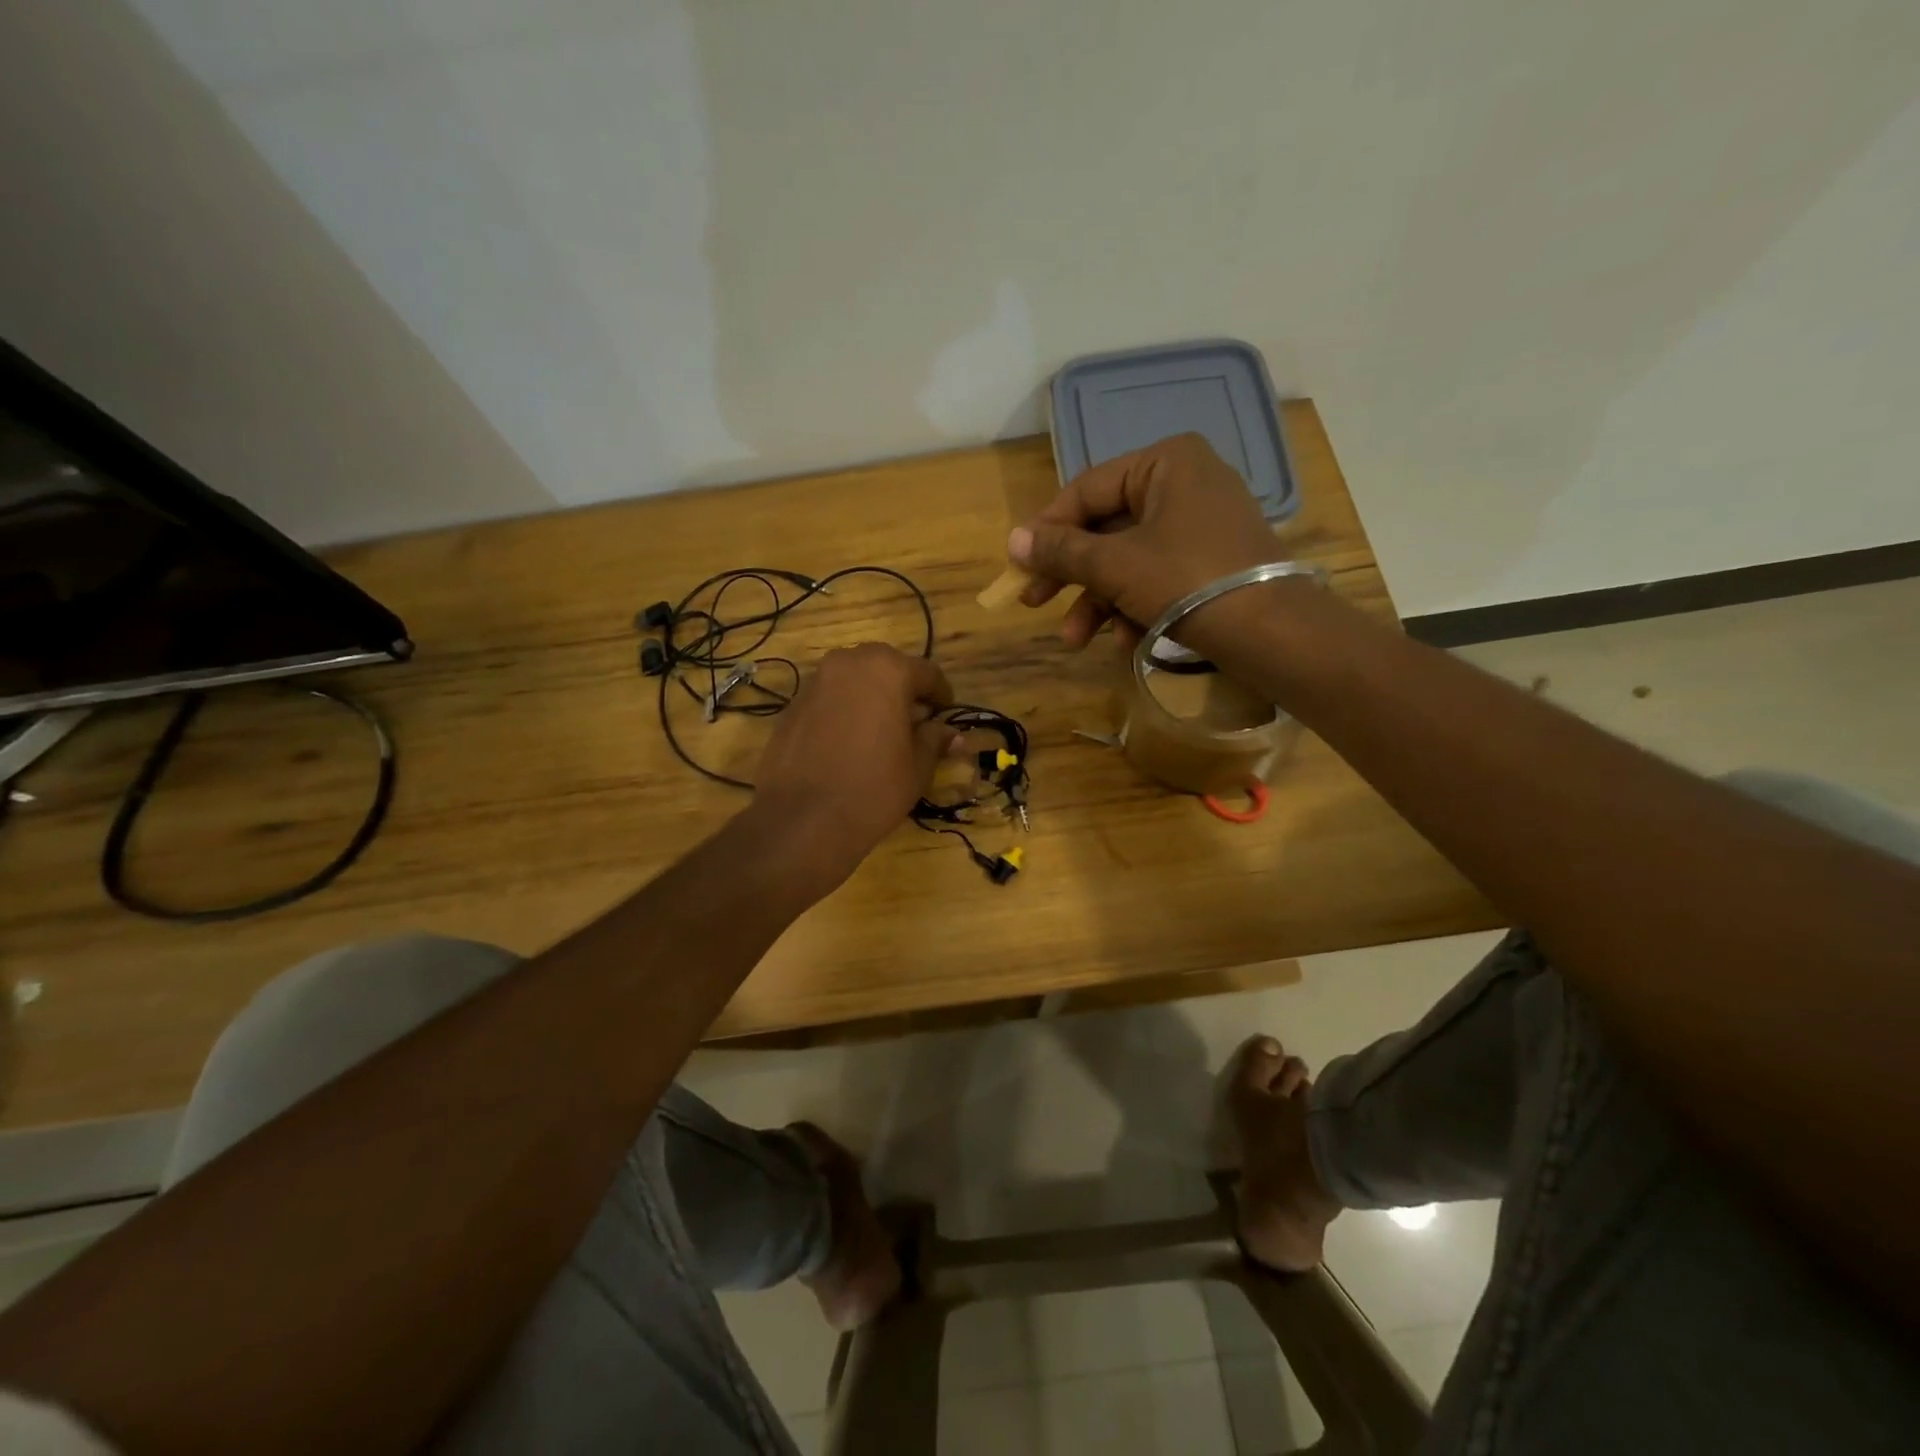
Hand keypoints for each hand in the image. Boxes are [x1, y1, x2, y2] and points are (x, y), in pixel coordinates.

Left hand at [751, 643, 955, 885]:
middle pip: (886, 668)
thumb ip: (934, 740)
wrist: (804, 819)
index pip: (927, 672)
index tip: (945, 714)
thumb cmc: (874, 788)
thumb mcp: (917, 766)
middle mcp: (849, 663)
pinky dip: (842, 712)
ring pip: (853, 681)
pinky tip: (847, 744)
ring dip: (870, 698)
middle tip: (913, 721)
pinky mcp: (791, 707)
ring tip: (879, 733)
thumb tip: (951, 734)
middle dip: (902, 690)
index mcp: (888, 670)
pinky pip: (828, 700)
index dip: (941, 694)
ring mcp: (815, 683)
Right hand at [1007, 433, 1283, 654]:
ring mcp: (1200, 524)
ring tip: (1076, 639)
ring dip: (1098, 601)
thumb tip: (1012, 541)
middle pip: (1105, 528)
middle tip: (1033, 603)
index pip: (1086, 490)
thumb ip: (1062, 552)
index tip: (1019, 565)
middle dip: (1071, 575)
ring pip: (1128, 558)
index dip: (1047, 530)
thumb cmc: (1188, 581)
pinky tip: (1124, 642)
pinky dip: (1133, 607)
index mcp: (1165, 463)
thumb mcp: (1115, 566)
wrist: (1273, 633)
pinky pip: (1156, 576)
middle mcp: (1184, 483)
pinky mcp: (1210, 562)